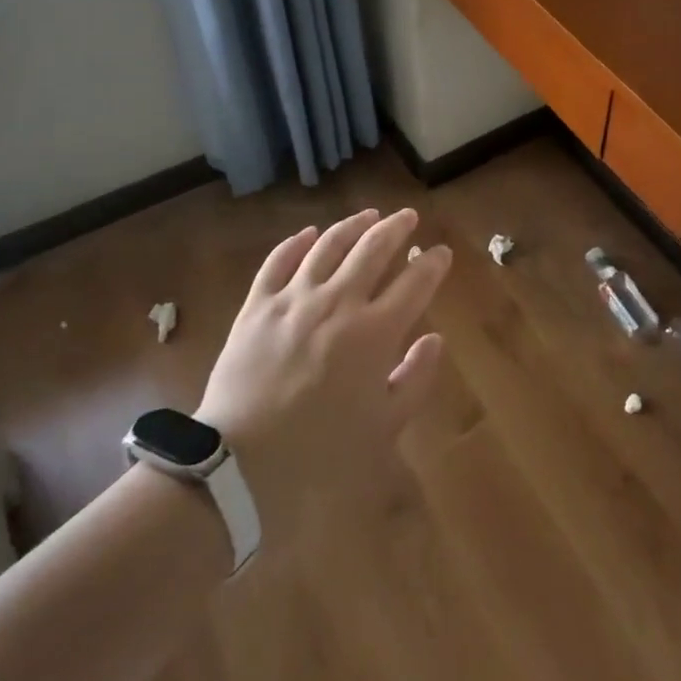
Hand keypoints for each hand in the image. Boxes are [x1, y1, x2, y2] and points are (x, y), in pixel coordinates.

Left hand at [194, 208, 449, 544]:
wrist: (240, 465)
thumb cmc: (322, 453)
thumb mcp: (384, 427)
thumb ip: (415, 378)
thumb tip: (435, 338)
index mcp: (375, 332)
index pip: (415, 282)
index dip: (432, 263)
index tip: (440, 252)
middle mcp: (338, 302)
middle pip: (373, 248)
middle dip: (396, 227)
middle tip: (408, 216)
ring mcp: (294, 299)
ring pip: (329, 245)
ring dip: (353, 225)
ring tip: (368, 214)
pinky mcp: (257, 306)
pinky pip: (278, 261)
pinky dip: (297, 242)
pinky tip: (309, 233)